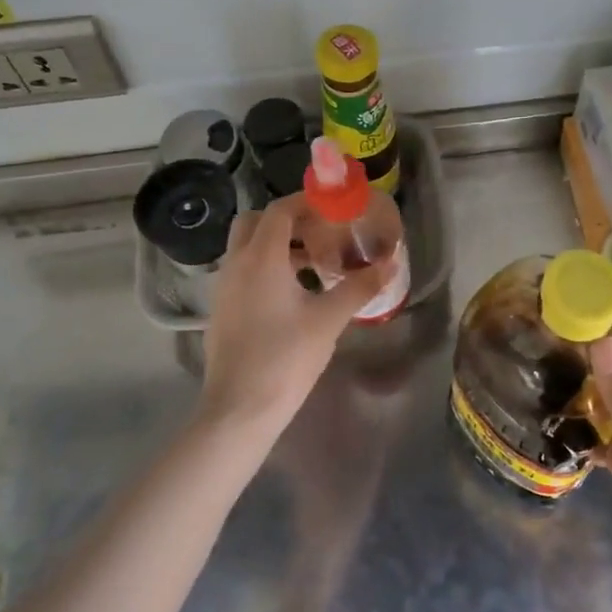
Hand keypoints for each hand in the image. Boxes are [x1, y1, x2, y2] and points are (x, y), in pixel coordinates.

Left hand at [199, 195, 393, 437]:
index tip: (332, 206)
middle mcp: (236, 264)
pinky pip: (242, 270)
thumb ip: (359, 287)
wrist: (239, 409)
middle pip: (255, 222)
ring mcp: (224, 287)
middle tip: (318, 230)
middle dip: (285, 219)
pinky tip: (291, 293)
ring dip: (276, 244)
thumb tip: (389, 264)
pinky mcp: (221, 308)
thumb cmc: (286, 358)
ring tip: (312, 262)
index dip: (305, 202)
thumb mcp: (329, 320)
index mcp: (261, 258)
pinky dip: (264, 266)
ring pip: (246, 247)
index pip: (279, 211)